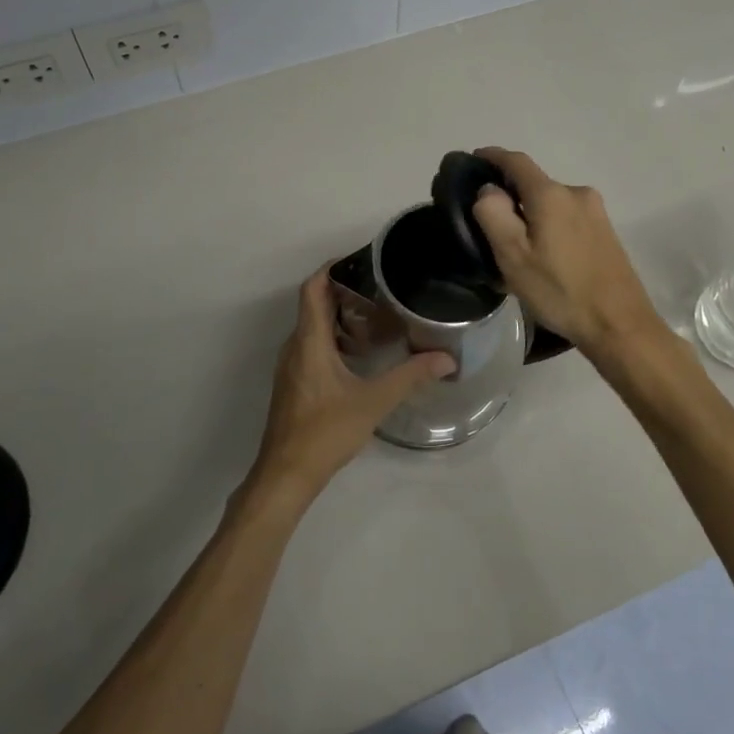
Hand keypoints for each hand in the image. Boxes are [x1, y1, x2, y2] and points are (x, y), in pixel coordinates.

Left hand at [245, 267, 454, 510]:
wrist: (286, 474)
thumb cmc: (326, 431)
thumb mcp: (374, 401)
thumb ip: (410, 376)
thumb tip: (446, 359)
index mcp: (309, 341)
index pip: (312, 288)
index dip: (332, 268)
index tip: (360, 260)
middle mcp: (295, 346)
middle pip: (313, 304)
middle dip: (343, 291)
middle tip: (379, 288)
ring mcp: (291, 366)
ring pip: (312, 327)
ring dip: (339, 316)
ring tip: (375, 316)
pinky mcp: (293, 382)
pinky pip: (311, 346)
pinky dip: (333, 338)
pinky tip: (359, 353)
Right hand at [471, 147, 661, 360]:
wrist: (619, 324)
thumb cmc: (560, 290)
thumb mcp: (513, 256)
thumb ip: (493, 214)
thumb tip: (489, 189)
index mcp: (551, 194)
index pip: (516, 161)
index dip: (492, 156)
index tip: (472, 160)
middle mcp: (577, 193)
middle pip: (534, 183)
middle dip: (510, 193)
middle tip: (487, 219)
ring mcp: (596, 212)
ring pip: (551, 203)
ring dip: (530, 213)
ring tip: (513, 242)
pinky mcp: (606, 231)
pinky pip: (567, 217)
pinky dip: (548, 225)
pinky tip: (542, 253)